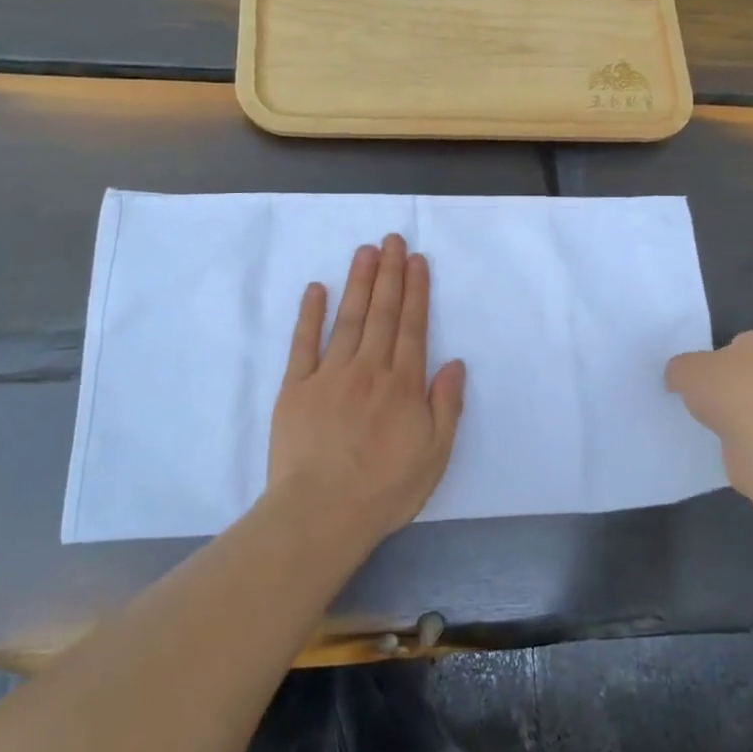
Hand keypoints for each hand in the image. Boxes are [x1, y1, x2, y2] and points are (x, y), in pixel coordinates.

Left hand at [268, 234, 465, 541]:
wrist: (321, 513)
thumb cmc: (385, 489)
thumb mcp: (435, 454)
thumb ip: (446, 405)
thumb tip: (455, 363)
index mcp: (403, 384)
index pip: (413, 326)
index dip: (416, 290)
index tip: (417, 260)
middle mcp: (369, 368)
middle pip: (382, 312)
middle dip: (390, 273)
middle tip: (392, 238)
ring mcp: (330, 374)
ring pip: (349, 318)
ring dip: (359, 282)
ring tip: (366, 251)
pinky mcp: (296, 388)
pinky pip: (304, 343)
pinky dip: (311, 314)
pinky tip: (317, 288)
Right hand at [666, 330, 752, 493]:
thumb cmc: (728, 392)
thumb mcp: (685, 369)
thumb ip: (677, 368)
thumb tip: (676, 378)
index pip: (737, 342)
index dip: (714, 354)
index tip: (696, 370)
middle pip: (741, 373)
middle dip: (720, 384)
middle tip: (694, 393)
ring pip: (746, 402)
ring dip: (728, 411)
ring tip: (702, 419)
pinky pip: (751, 429)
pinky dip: (736, 434)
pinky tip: (718, 438)